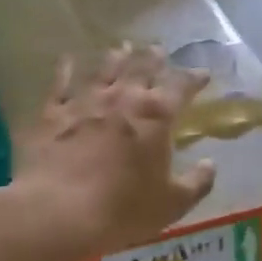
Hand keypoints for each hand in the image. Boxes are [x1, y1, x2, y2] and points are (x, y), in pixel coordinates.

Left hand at [11, 44, 217, 254]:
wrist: (59, 212)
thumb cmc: (124, 210)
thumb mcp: (172, 204)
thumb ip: (197, 182)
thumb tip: (210, 164)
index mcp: (157, 116)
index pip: (181, 87)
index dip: (194, 79)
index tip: (203, 74)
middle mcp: (122, 99)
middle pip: (141, 68)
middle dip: (153, 58)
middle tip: (158, 49)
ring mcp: (84, 102)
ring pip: (104, 70)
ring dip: (116, 57)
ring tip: (122, 48)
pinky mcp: (51, 114)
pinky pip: (60, 84)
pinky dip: (67, 70)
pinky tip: (69, 60)